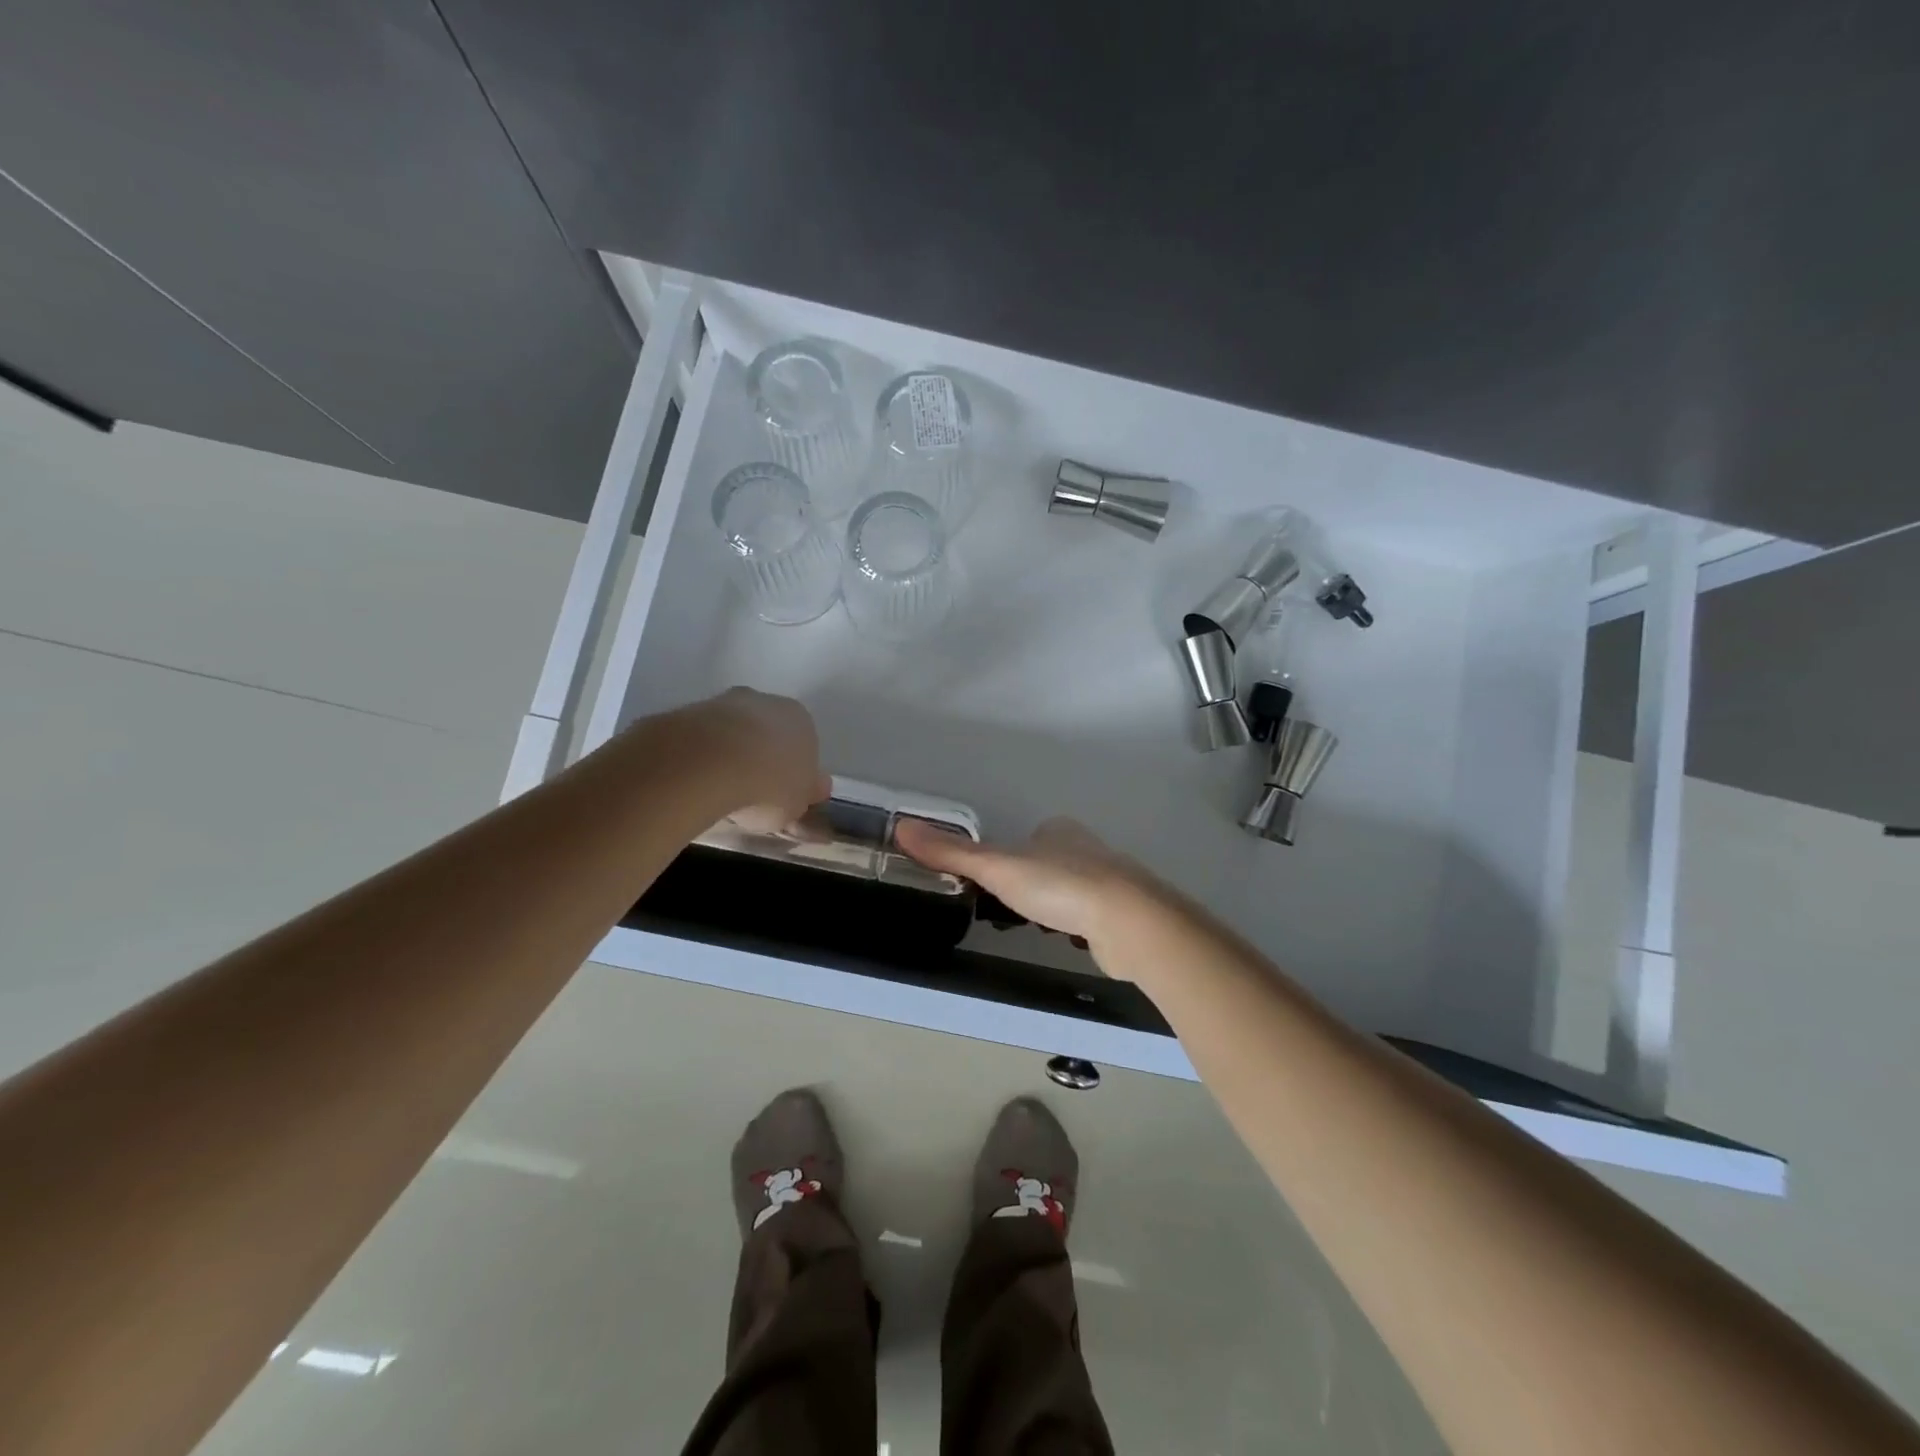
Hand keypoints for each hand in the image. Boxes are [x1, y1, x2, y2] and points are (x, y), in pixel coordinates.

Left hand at [683, 688, 829, 831]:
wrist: (709, 764)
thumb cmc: (769, 784)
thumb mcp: (797, 805)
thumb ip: (806, 796)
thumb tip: (816, 790)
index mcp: (802, 720)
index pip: (803, 746)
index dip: (793, 773)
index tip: (781, 796)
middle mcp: (767, 702)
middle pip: (768, 733)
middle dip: (761, 759)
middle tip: (751, 794)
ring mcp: (725, 703)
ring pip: (733, 733)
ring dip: (729, 756)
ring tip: (718, 792)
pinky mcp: (689, 711)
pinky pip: (702, 738)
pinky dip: (701, 757)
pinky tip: (696, 781)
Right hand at [892, 815, 1166, 944]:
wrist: (1128, 921)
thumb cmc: (1059, 886)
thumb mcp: (997, 867)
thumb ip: (952, 852)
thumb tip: (901, 828)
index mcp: (1058, 831)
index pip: (1026, 839)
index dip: (1007, 859)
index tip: (990, 883)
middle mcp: (1086, 849)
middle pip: (1047, 863)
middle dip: (1029, 885)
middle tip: (1006, 911)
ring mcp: (1108, 882)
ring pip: (1069, 891)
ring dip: (1052, 906)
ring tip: (1033, 928)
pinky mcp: (1122, 915)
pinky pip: (1089, 918)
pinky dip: (1075, 927)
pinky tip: (1066, 941)